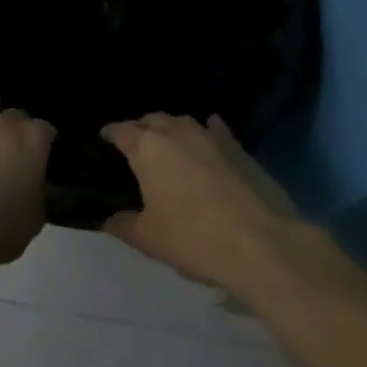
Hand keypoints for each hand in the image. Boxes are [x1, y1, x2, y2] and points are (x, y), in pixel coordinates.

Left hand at [0, 93, 52, 269]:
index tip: (47, 142)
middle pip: (16, 115)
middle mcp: (3, 127)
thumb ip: (33, 196)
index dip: (46, 136)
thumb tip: (28, 188)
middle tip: (19, 133)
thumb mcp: (32, 220)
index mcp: (32, 144)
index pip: (45, 129)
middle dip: (19, 122)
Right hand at [100, 113, 297, 293]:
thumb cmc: (194, 239)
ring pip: (183, 122)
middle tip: (134, 144)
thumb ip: (122, 224)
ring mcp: (211, 138)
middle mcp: (176, 133)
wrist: (263, 246)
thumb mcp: (148, 239)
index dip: (109, 133)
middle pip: (152, 119)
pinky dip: (208, 130)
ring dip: (171, 128)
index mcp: (147, 148)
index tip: (103, 139)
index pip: (120, 130)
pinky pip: (217, 131)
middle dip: (140, 128)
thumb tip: (107, 219)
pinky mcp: (239, 150)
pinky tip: (209, 132)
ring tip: (167, 142)